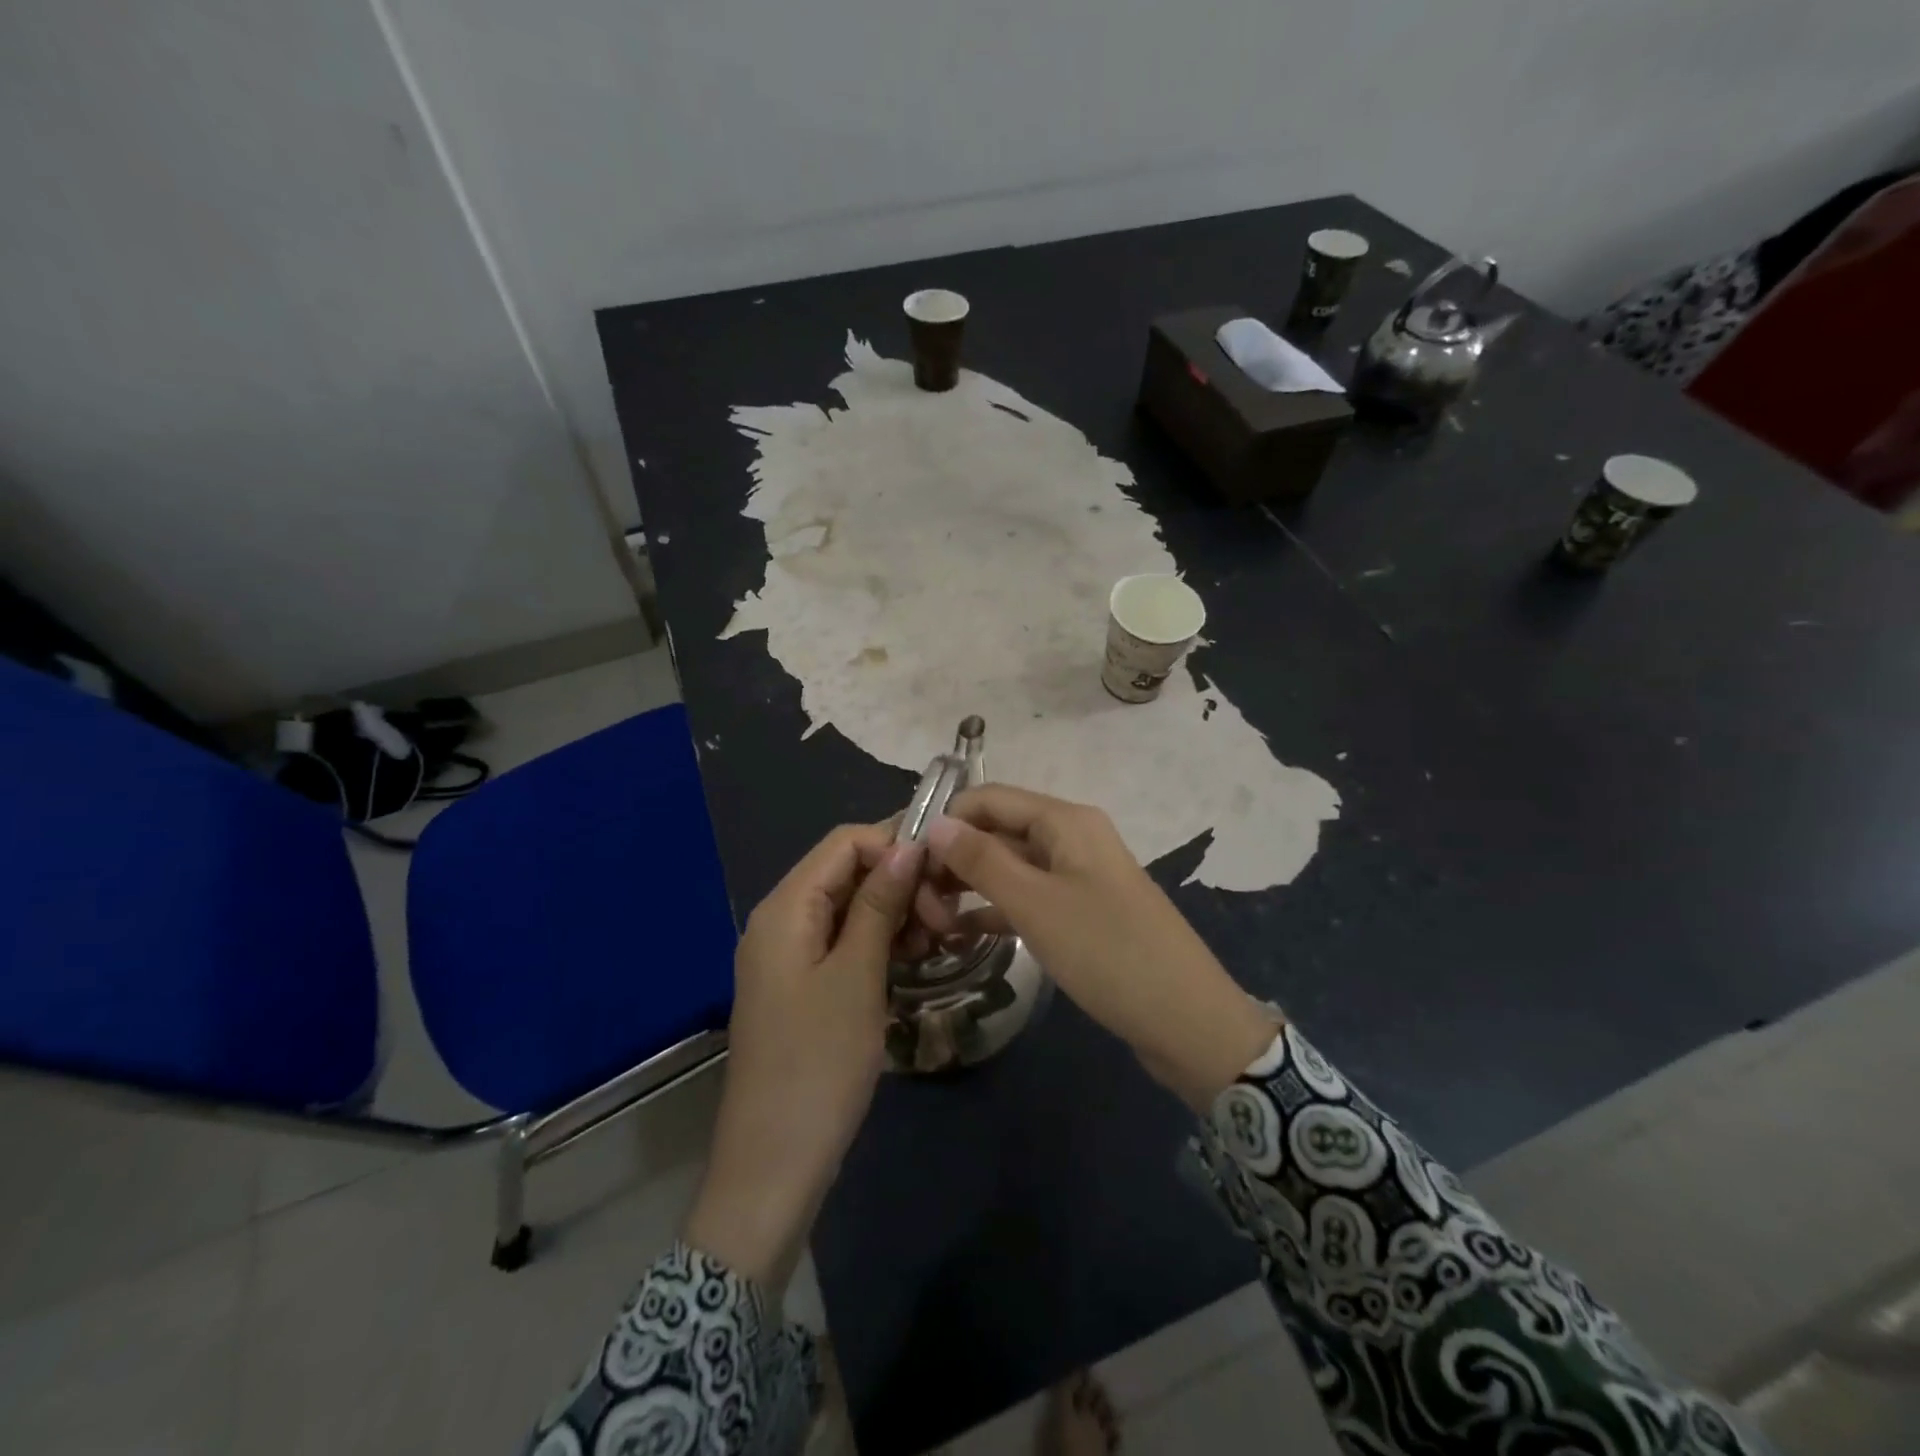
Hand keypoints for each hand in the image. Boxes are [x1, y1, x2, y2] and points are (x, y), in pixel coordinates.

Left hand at [684, 824, 923, 1287]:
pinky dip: (880, 943)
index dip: (895, 846)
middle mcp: (782, 920)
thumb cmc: (818, 1063)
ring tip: (936, 944)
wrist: (774, 1164)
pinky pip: (845, 942)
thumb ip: (879, 904)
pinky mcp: (803, 985)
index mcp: (785, 908)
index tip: (943, 877)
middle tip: (946, 924)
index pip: (845, 842)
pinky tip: (914, 961)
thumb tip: (908, 845)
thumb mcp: (857, 976)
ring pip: (851, 908)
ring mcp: (790, 955)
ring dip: (896, 915)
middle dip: (900, 884)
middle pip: (848, 873)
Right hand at [926, 786, 1276, 1108]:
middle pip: (998, 831)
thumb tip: (936, 824)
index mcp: (1065, 821)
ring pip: (1010, 867)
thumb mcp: (1036, 904)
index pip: (989, 799)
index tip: (906, 860)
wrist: (1186, 1020)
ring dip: (970, 886)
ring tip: (930, 921)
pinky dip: (996, 910)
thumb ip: (982, 860)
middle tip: (917, 903)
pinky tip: (961, 935)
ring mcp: (1078, 876)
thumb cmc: (1107, 952)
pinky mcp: (1081, 912)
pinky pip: (1028, 898)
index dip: (946, 821)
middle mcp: (1071, 838)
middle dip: (954, 859)